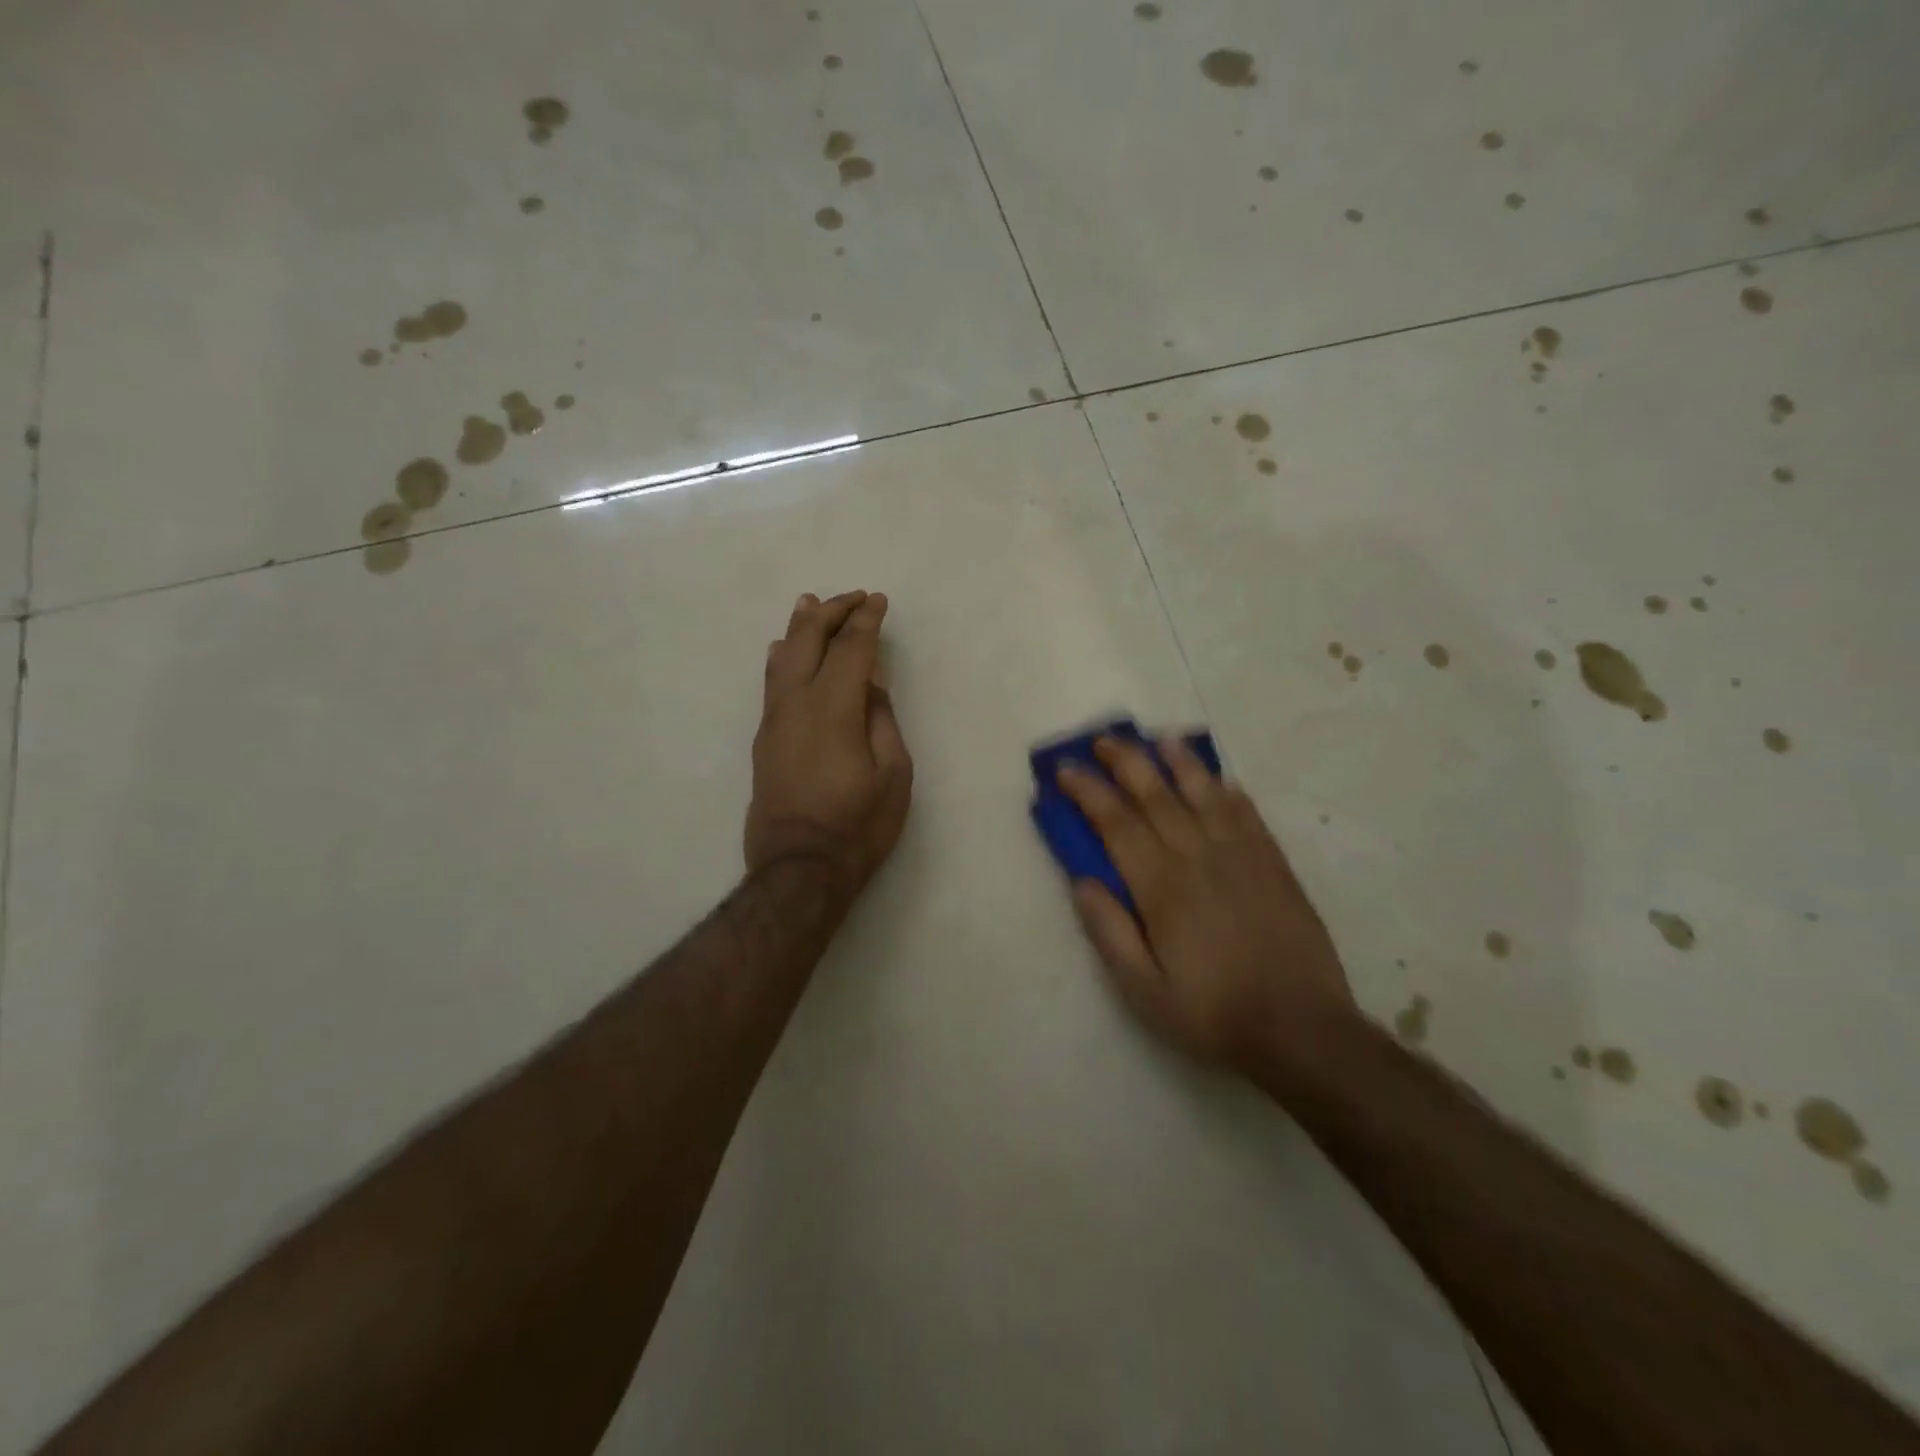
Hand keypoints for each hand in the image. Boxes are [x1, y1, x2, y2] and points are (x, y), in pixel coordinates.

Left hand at [746, 591, 912, 901]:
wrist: (800, 869)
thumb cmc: (858, 825)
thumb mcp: (892, 774)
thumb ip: (881, 720)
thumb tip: (870, 683)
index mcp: (834, 708)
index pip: (850, 649)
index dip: (866, 621)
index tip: (878, 602)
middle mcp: (797, 703)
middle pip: (809, 642)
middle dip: (832, 613)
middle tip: (853, 597)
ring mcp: (774, 720)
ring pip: (782, 657)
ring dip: (799, 627)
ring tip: (810, 603)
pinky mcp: (764, 738)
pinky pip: (771, 682)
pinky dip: (781, 656)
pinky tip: (781, 649)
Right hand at [1057, 736, 1354, 1072]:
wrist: (1302, 1030)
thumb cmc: (1213, 1013)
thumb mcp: (1144, 990)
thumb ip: (1109, 931)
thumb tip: (1080, 880)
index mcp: (1162, 887)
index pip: (1116, 823)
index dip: (1088, 791)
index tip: (1065, 769)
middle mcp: (1199, 858)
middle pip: (1156, 796)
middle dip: (1126, 762)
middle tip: (1103, 740)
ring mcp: (1242, 857)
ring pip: (1204, 794)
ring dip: (1179, 763)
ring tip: (1160, 739)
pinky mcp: (1274, 865)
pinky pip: (1248, 816)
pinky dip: (1229, 792)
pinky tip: (1220, 779)